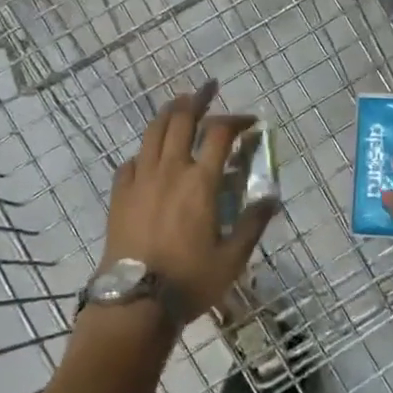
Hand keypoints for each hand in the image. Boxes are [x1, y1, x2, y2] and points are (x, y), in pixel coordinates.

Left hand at [102, 80, 277, 320]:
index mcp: (200, 182)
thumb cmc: (190, 280)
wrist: (134, 303)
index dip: (237, 120)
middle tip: (209, 89)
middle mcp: (170, 170)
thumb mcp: (232, 258)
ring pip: (153, 132)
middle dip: (198, 99)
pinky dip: (145, 150)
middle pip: (182, 120)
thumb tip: (271, 197)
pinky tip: (150, 155)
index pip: (220, 133)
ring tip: (180, 104)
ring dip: (169, 112)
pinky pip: (131, 161)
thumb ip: (253, 223)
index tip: (251, 121)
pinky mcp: (120, 194)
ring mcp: (141, 180)